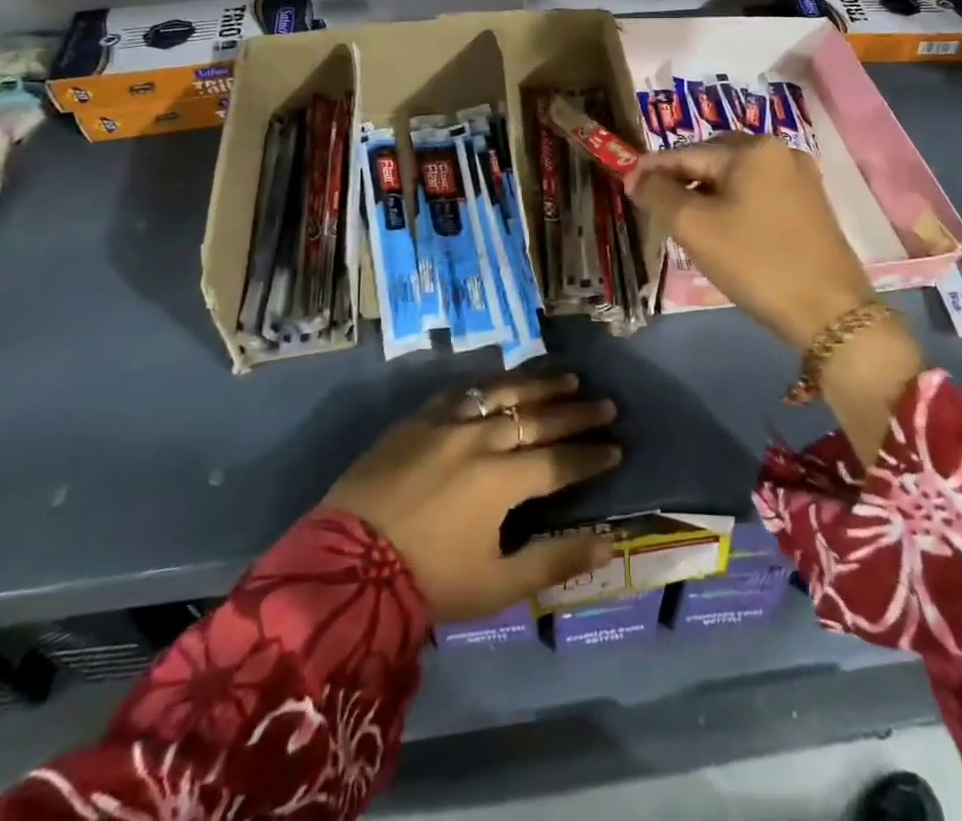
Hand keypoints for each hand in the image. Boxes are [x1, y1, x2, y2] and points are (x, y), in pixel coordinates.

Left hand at [324, 372, 620, 622]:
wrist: (344, 566)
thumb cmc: (426, 581)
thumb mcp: (496, 584)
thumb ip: (555, 561)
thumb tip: (607, 543)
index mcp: (503, 480)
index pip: (560, 460)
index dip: (591, 454)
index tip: (617, 448)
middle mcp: (481, 438)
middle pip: (539, 418)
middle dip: (577, 412)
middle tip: (607, 404)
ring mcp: (447, 422)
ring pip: (504, 392)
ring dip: (540, 384)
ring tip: (568, 377)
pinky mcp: (418, 418)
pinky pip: (463, 390)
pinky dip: (491, 385)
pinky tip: (504, 381)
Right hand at [627, 135, 922, 464]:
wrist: (829, 312)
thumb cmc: (756, 262)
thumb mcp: (695, 227)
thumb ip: (659, 195)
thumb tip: (636, 177)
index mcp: (752, 149)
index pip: (687, 153)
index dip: (652, 169)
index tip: (625, 185)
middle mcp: (780, 151)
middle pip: (713, 160)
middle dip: (682, 181)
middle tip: (657, 208)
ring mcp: (800, 177)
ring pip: (736, 178)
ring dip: (706, 194)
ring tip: (686, 223)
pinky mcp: (810, 204)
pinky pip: (758, 193)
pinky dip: (733, 205)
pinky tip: (723, 230)